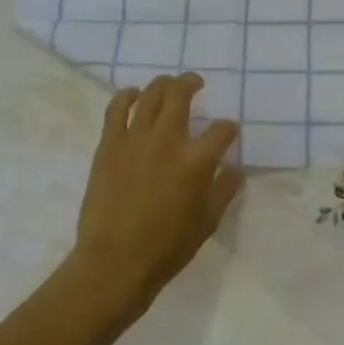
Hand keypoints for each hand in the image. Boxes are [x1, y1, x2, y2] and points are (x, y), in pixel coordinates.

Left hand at [71, 75, 242, 322]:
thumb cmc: (168, 246)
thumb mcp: (208, 221)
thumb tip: (234, 169)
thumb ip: (225, 189)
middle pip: (181, 95)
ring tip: (168, 84)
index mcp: (197, 160)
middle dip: (192, 83)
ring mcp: (134, 139)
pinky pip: (116, 109)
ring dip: (162, 84)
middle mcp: (167, 140)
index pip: (222, 131)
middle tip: (196, 83)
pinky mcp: (109, 145)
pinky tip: (133, 95)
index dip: (229, 129)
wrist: (115, 261)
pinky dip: (126, 96)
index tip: (228, 133)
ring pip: (149, 94)